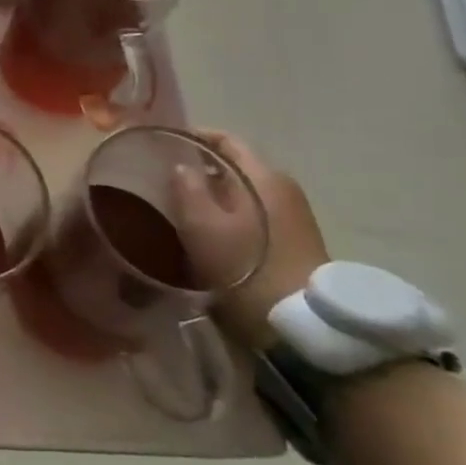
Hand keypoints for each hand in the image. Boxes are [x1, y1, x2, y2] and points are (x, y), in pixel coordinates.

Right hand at [175, 130, 329, 350]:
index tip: (163, 143)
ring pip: (243, 191)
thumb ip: (186, 187)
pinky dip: (228, 213)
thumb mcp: (201, 226)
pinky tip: (206, 230)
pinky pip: (252, 213)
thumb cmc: (245, 268)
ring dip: (213, 193)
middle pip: (235, 166)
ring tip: (179, 204)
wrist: (302, 328)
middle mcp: (282, 189)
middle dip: (200, 167)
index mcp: (263, 177)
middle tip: (164, 177)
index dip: (193, 137)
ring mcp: (292, 217)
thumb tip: (180, 167)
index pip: (226, 140)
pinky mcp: (293, 243)